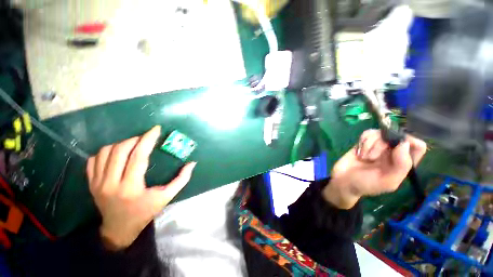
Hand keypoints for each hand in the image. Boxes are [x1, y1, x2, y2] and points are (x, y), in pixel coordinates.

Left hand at [86, 126, 195, 249]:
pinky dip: (106, 151)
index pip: (138, 156)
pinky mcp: (91, 183)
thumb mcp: (166, 197)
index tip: (155, 129)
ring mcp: (97, 183)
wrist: (118, 229)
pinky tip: (117, 153)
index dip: (147, 140)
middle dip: (135, 139)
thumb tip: (192, 163)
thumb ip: (181, 180)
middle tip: (146, 138)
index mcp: (131, 187)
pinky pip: (94, 159)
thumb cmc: (145, 212)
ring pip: (105, 152)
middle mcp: (110, 184)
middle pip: (120, 151)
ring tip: (133, 145)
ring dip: (121, 144)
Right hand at [323, 129, 426, 208]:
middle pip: (395, 136)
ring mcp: (377, 146)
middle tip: (372, 158)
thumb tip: (404, 143)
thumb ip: (401, 165)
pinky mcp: (364, 142)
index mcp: (402, 163)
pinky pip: (368, 133)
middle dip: (381, 145)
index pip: (417, 146)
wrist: (343, 181)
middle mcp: (392, 152)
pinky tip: (359, 151)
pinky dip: (363, 140)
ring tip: (363, 157)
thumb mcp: (387, 182)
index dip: (410, 142)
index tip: (396, 146)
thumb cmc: (366, 184)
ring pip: (380, 133)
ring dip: (370, 145)